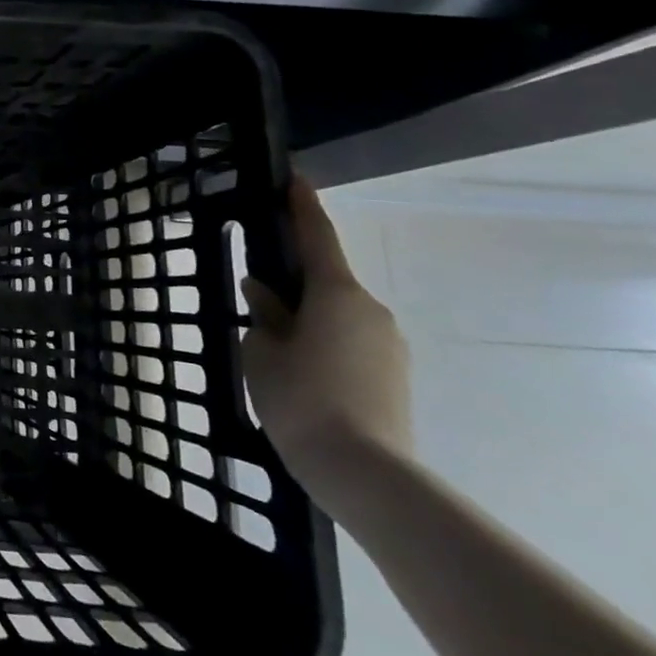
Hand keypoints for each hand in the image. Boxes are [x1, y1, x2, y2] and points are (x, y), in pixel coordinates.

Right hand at [241, 176, 412, 502]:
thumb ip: (264, 316)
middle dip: (294, 284)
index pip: (317, 237)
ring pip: (338, 316)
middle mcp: (371, 310)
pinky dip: (325, 345)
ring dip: (309, 320)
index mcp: (337, 294)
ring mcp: (389, 345)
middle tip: (260, 299)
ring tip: (277, 351)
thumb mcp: (263, 352)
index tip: (295, 180)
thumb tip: (266, 295)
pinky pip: (351, 343)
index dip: (303, 207)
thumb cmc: (303, 399)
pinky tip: (303, 376)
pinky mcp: (395, 376)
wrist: (367, 475)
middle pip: (326, 282)